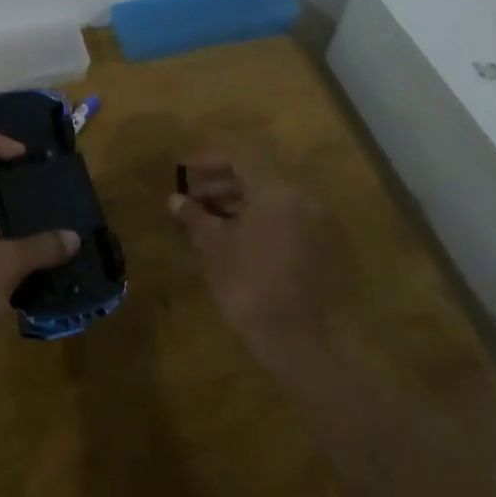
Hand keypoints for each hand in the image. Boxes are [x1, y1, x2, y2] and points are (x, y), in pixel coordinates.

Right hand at [169, 150, 331, 349]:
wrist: (295, 340)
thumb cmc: (247, 285)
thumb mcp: (212, 246)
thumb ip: (194, 215)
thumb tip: (175, 199)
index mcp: (276, 190)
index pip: (239, 156)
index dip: (207, 160)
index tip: (183, 172)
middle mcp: (301, 197)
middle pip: (257, 175)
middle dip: (221, 181)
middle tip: (192, 196)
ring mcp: (315, 222)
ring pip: (271, 197)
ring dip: (238, 200)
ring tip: (207, 217)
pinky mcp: (320, 246)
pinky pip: (285, 217)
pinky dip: (259, 217)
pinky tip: (234, 235)